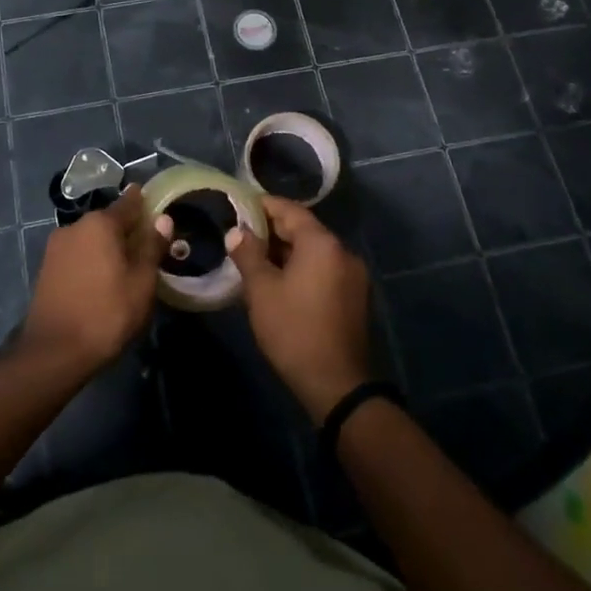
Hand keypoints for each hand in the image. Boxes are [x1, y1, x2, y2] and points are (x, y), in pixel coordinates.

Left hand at [20, 186, 163, 377]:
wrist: (54, 352)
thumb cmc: (107, 314)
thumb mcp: (141, 282)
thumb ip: (152, 247)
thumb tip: (163, 219)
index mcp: (100, 224)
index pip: (128, 203)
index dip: (145, 203)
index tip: (156, 204)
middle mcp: (75, 226)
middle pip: (108, 221)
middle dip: (127, 229)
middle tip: (147, 246)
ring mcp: (56, 247)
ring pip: (91, 238)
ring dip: (108, 246)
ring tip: (126, 266)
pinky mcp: (47, 268)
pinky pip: (78, 254)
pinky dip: (92, 259)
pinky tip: (102, 279)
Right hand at [226, 197, 370, 421]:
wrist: (337, 384)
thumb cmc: (294, 330)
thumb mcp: (262, 290)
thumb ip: (248, 254)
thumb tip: (237, 232)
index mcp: (322, 243)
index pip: (290, 210)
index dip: (263, 206)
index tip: (239, 207)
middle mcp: (342, 251)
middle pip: (304, 229)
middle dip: (272, 230)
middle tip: (241, 236)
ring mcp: (353, 275)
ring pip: (314, 251)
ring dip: (286, 251)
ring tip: (255, 259)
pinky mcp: (354, 297)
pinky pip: (324, 269)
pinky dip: (302, 268)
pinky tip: (280, 281)